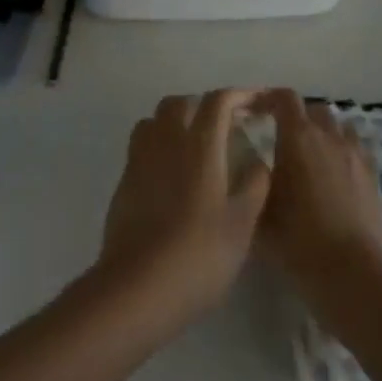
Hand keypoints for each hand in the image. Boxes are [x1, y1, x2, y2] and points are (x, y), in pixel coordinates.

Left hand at [95, 91, 270, 337]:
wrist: (138, 285)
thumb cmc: (199, 254)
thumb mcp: (242, 223)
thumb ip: (254, 184)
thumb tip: (258, 160)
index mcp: (199, 145)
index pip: (217, 102)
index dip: (239, 95)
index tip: (257, 101)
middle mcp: (166, 141)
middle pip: (180, 103)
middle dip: (204, 104)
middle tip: (226, 124)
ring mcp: (139, 159)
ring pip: (155, 120)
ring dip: (176, 120)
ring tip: (197, 143)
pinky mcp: (124, 181)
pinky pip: (142, 145)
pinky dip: (160, 144)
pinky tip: (174, 173)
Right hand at [255, 90, 381, 286]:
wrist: (350, 272)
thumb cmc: (297, 239)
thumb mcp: (260, 210)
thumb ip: (254, 180)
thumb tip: (254, 168)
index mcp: (297, 138)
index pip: (284, 98)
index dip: (268, 98)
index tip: (254, 110)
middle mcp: (329, 137)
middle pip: (314, 109)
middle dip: (297, 117)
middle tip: (282, 138)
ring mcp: (356, 155)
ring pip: (339, 127)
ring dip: (323, 132)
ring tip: (311, 155)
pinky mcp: (373, 176)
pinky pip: (357, 149)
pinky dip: (344, 152)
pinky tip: (335, 174)